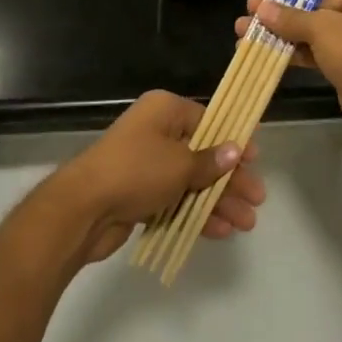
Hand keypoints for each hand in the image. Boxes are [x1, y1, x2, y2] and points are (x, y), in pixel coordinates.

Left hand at [51, 91, 265, 265]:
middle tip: (257, 200)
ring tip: (246, 223)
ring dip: (218, 200)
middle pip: (202, 154)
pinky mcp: (139, 194)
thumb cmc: (136, 171)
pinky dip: (196, 213)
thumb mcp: (180, 164)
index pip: (208, 120)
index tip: (254, 160)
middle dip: (230, 179)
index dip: (232, 140)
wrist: (83, 208)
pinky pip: (175, 200)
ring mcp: (146, 165)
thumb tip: (234, 151)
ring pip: (191, 180)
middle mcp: (156, 132)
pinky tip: (220, 230)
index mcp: (165, 110)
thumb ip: (210, 161)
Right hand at [235, 0, 341, 155]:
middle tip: (254, 3)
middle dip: (287, 1)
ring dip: (284, 26)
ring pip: (318, 22)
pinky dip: (295, 47)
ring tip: (247, 28)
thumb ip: (290, 17)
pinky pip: (320, 44)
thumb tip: (261, 9)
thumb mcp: (324, 29)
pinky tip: (264, 50)